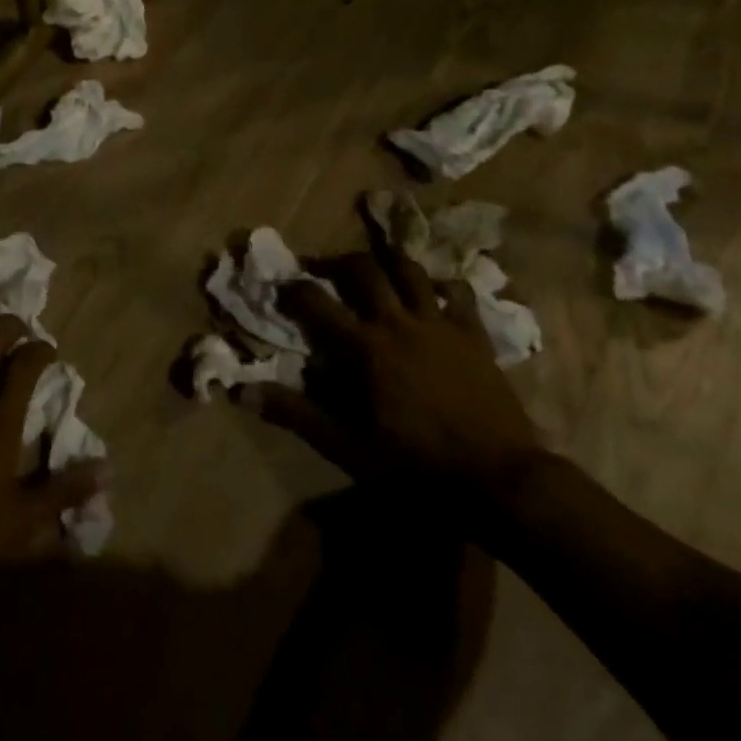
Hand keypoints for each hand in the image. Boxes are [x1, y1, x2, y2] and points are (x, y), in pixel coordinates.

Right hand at [239, 241, 540, 508]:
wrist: (499, 478)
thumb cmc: (414, 464)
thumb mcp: (344, 444)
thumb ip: (294, 412)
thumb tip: (242, 391)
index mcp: (364, 347)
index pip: (316, 301)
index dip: (293, 289)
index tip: (281, 288)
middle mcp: (398, 322)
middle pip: (363, 270)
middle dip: (336, 262)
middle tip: (323, 270)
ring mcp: (440, 324)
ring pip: (411, 270)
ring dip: (387, 262)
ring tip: (374, 267)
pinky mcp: (474, 334)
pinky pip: (459, 294)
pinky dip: (441, 286)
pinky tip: (433, 293)